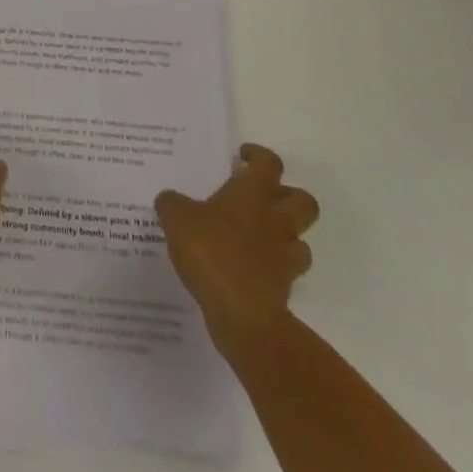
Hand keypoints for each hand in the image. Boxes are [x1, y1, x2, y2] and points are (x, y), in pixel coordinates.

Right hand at [156, 143, 318, 352]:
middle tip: (260, 198)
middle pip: (302, 200)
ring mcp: (284, 255)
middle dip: (287, 195)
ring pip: (301, 237)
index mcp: (252, 194)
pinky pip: (286, 270)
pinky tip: (250, 269)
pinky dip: (274, 268)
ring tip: (258, 236)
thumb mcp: (176, 220)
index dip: (258, 156)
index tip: (243, 157)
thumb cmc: (212, 253)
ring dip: (285, 234)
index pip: (269, 163)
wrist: (243, 316)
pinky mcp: (284, 287)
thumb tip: (170, 199)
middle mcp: (275, 219)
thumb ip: (171, 204)